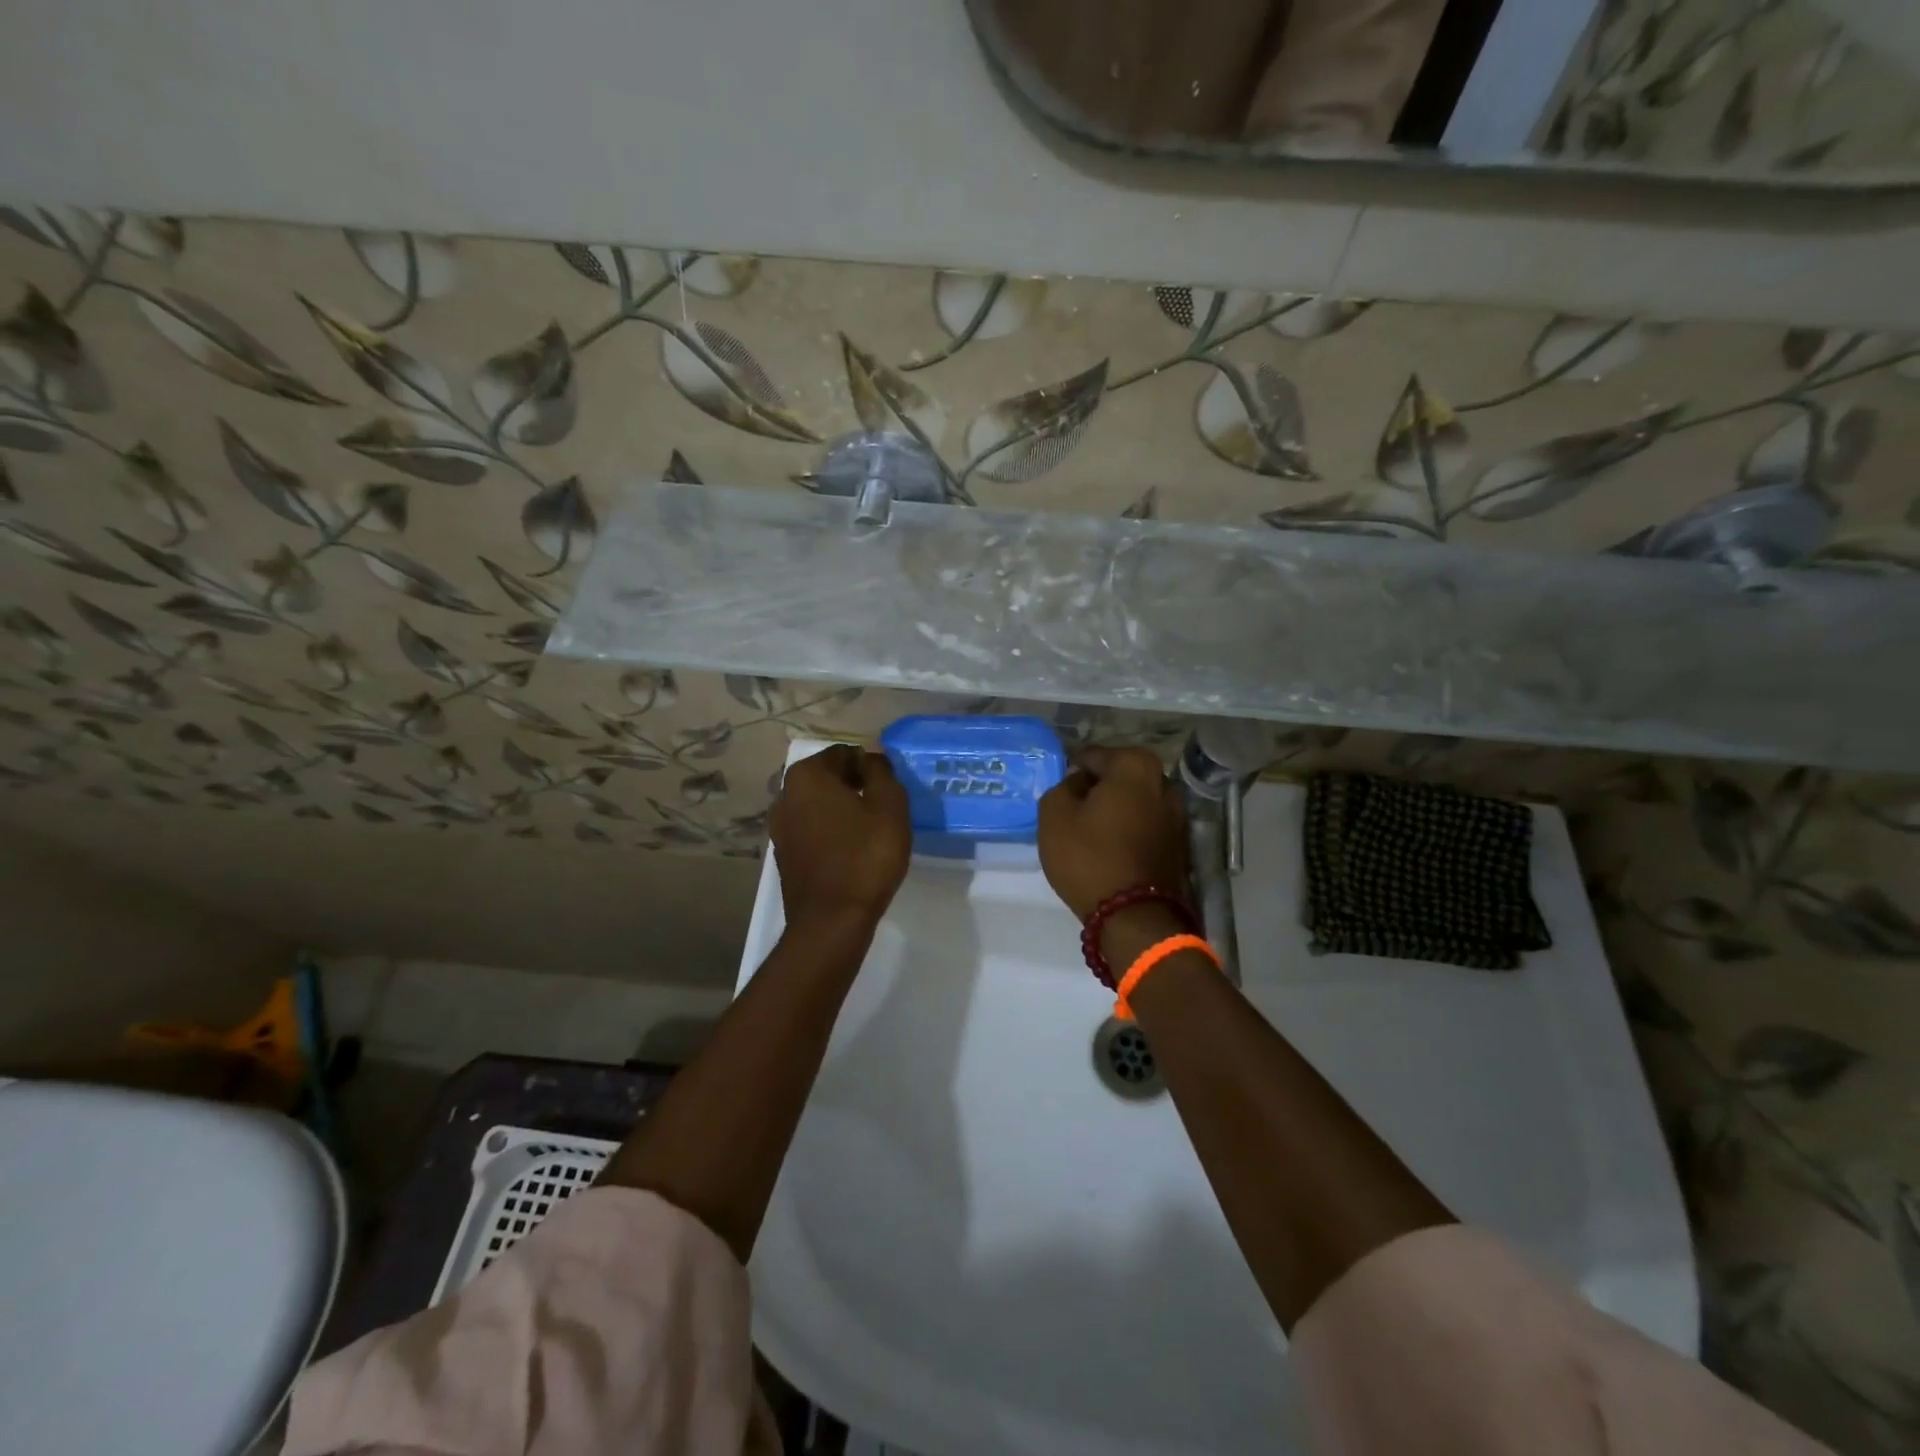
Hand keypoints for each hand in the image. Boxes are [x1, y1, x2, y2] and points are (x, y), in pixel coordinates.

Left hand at [771, 743, 911, 931]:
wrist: (832, 920)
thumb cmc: (865, 856)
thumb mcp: (889, 806)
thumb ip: (881, 772)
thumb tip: (872, 757)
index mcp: (807, 776)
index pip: (844, 754)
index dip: (870, 765)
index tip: (889, 787)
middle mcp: (784, 795)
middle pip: (827, 778)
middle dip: (855, 786)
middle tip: (884, 807)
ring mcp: (779, 828)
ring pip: (818, 806)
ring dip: (842, 810)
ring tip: (871, 830)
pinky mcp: (784, 855)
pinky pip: (812, 831)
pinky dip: (831, 832)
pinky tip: (852, 850)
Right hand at [1037, 746, 1187, 920]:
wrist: (1133, 915)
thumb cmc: (1088, 857)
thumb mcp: (1053, 814)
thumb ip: (1062, 786)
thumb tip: (1080, 784)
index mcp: (1135, 766)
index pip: (1094, 756)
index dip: (1073, 770)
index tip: (1060, 788)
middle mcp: (1164, 782)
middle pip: (1119, 776)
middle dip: (1098, 787)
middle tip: (1072, 807)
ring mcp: (1176, 815)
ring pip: (1135, 801)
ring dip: (1115, 809)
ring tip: (1089, 829)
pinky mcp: (1179, 844)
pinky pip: (1145, 824)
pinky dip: (1129, 828)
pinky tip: (1109, 845)